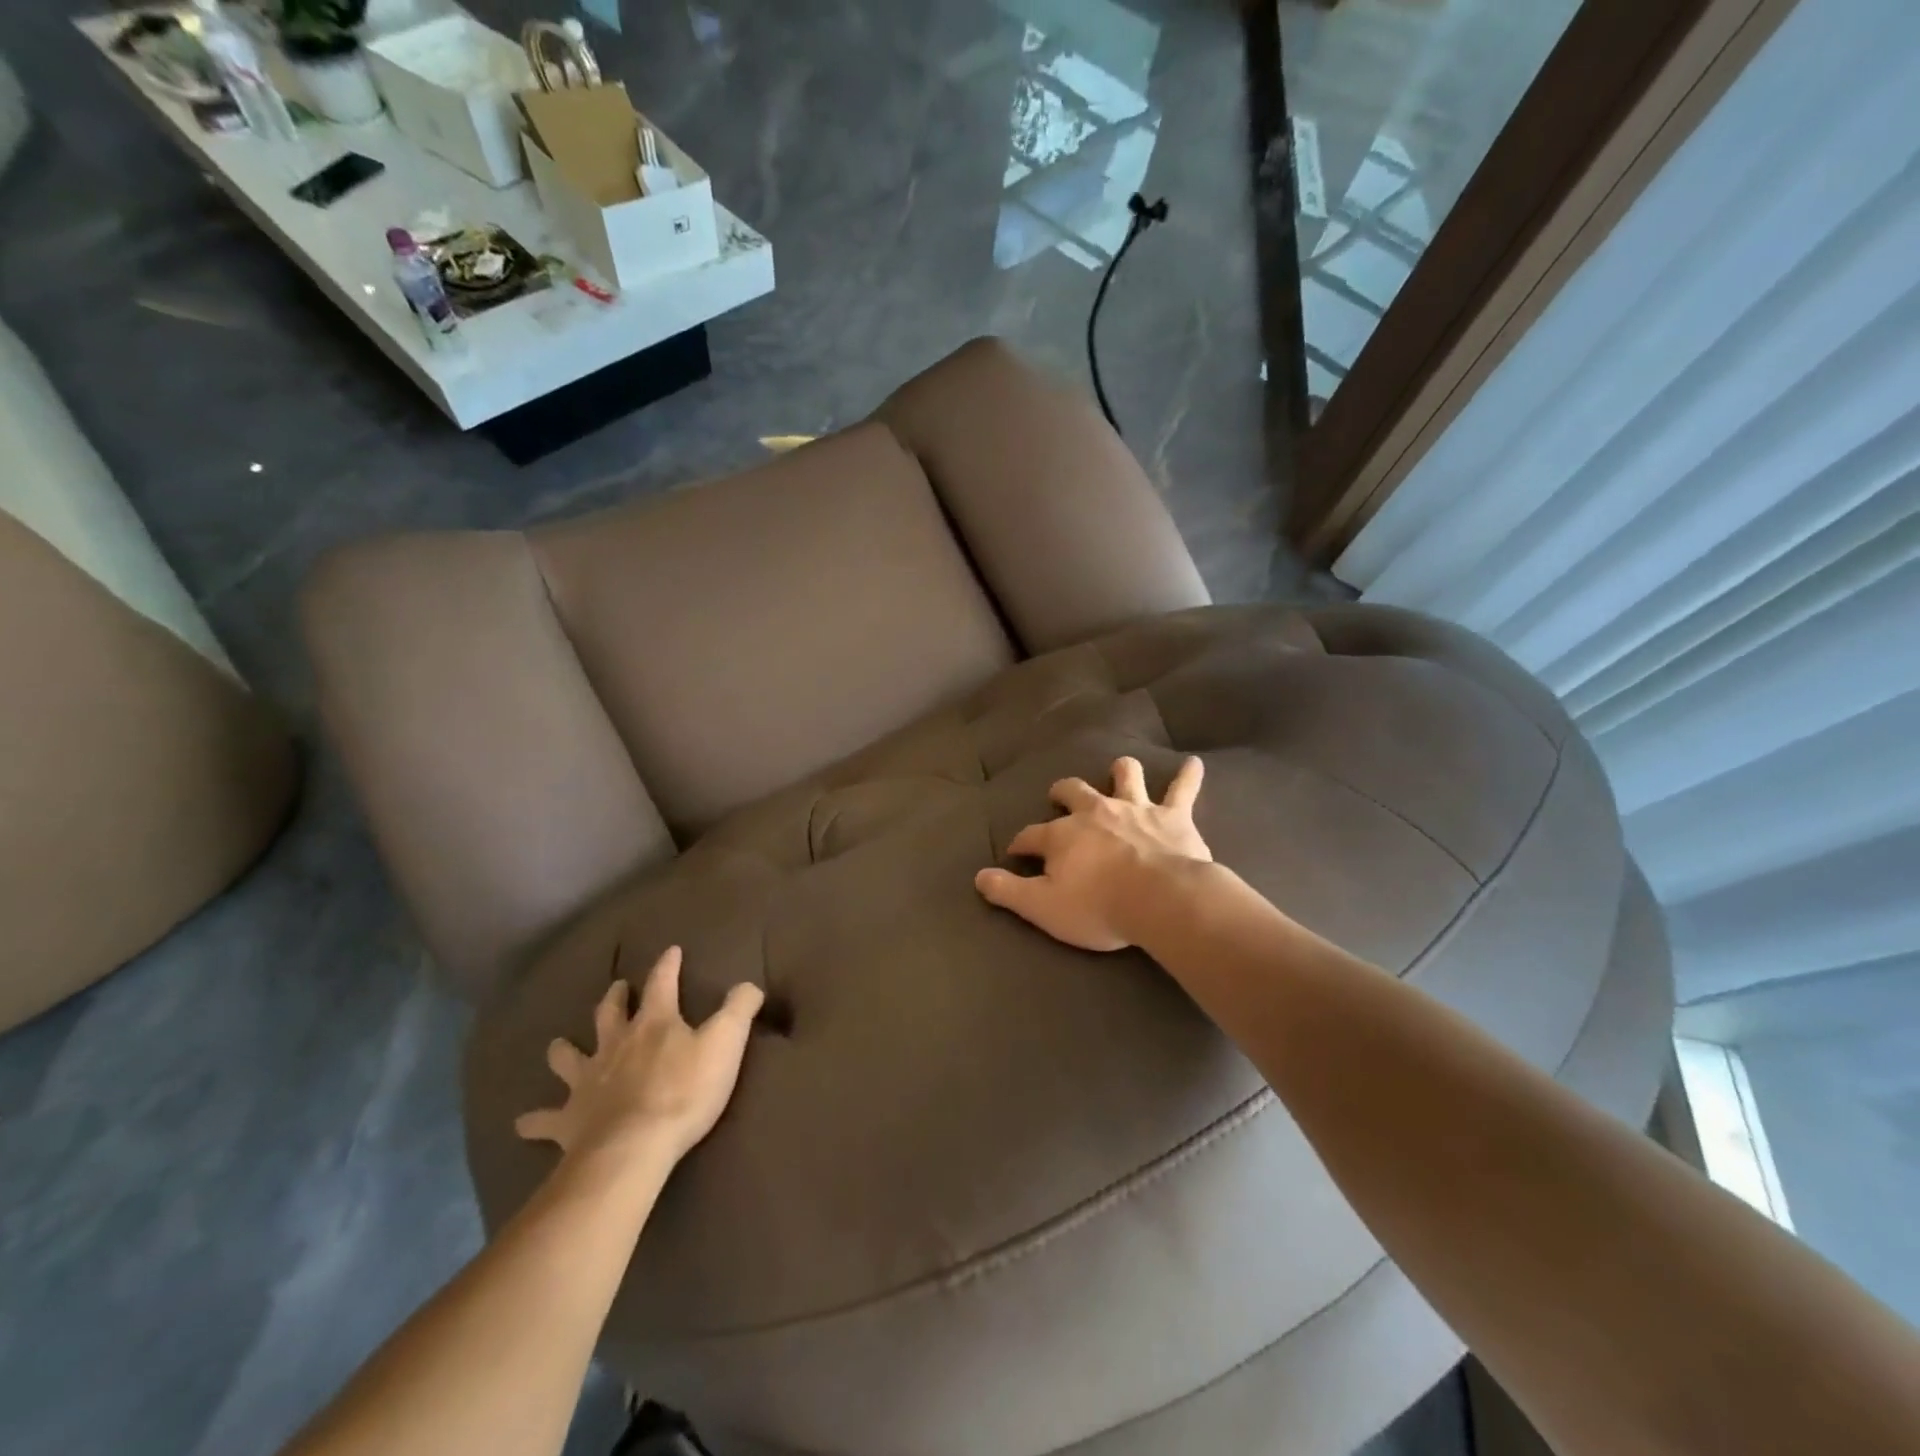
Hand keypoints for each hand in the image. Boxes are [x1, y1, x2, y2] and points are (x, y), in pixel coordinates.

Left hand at [516, 946, 764, 1167]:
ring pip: (568, 1057)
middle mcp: (615, 1043)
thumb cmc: (684, 1091)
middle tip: (615, 988)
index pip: (661, 983)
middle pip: (609, 1013)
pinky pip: (544, 1119)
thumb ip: (740, 1009)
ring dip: (564, 1051)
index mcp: (654, 1023)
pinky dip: (535, 1120)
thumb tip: (750, 984)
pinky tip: (524, 1122)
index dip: (667, 965)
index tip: (670, 951)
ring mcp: (587, 1081)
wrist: (634, 1148)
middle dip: (614, 998)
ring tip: (558, 1046)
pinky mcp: (569, 1119)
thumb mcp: (726, 1043)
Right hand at [976, 755, 1210, 950]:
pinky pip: (1182, 790)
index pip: (1031, 835)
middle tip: (1059, 796)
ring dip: (1121, 773)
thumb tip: (979, 877)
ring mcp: (1135, 809)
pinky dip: (1187, 777)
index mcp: (1062, 834)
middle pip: (1073, 792)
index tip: (1017, 852)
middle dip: (1063, 792)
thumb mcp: (1042, 907)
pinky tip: (1194, 763)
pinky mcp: (1172, 816)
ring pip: (1125, 778)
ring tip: (1120, 770)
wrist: (1160, 899)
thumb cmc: (1098, 906)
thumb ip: (1008, 891)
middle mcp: (1095, 812)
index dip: (1022, 844)